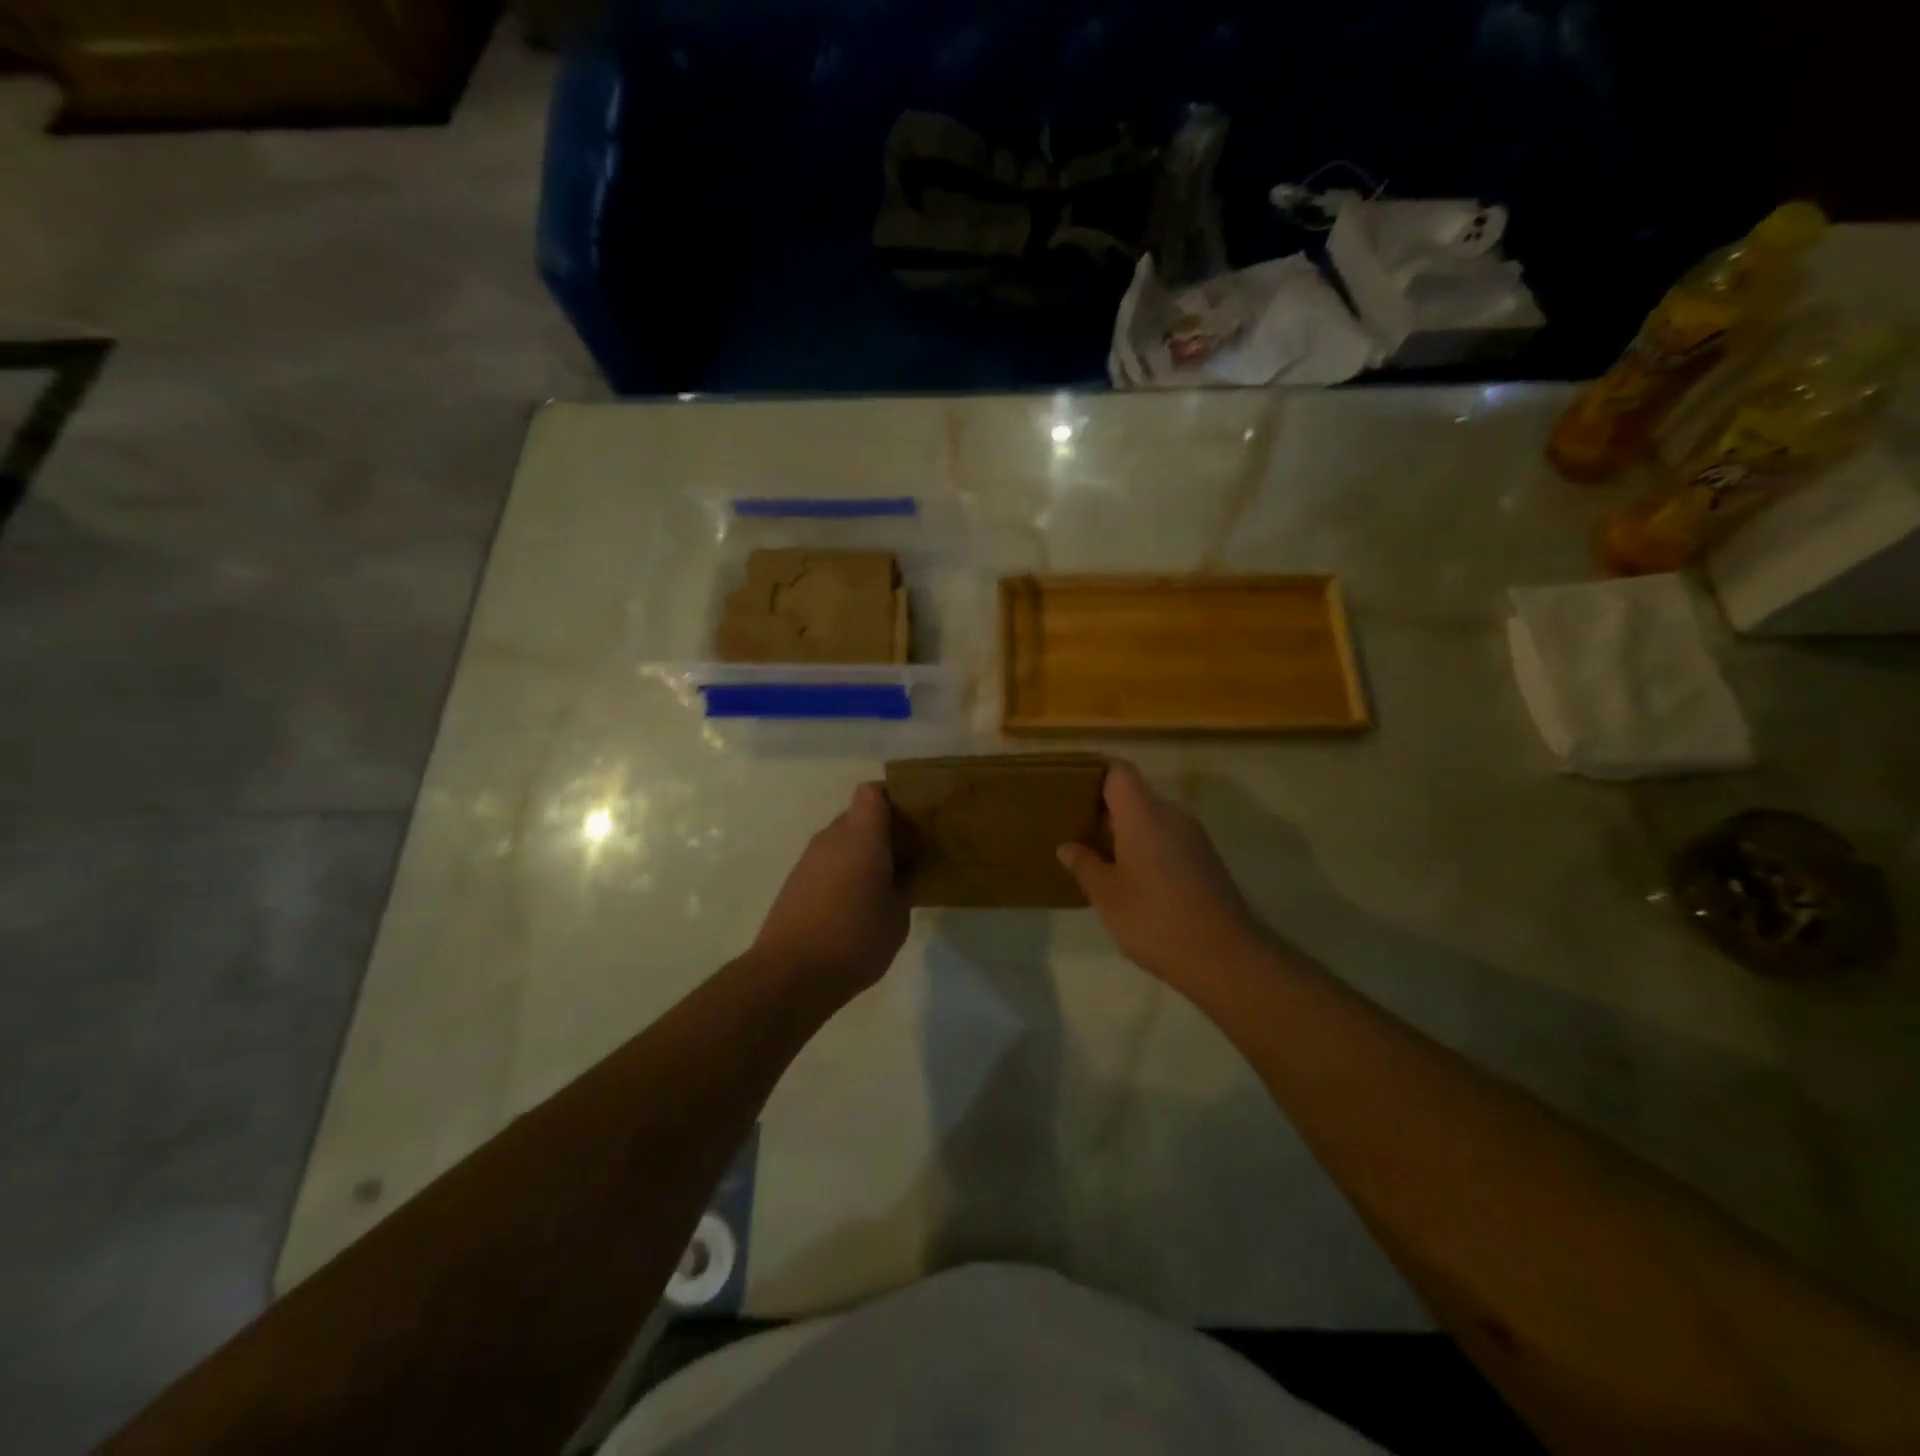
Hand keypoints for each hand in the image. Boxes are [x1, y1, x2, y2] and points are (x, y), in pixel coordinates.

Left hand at [755, 783, 909, 996]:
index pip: (873, 792)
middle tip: (904, 856)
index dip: (892, 798)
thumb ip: (903, 886)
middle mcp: (831, 838)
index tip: (910, 819)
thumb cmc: (855, 938)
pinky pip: (825, 864)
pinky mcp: (794, 883)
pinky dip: (841, 874)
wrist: (790, 973)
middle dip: (880, 830)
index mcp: (862, 836)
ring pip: (840, 841)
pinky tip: (853, 905)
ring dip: (859, 855)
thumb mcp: (898, 916)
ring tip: (881, 885)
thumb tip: (900, 874)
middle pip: (857, 816)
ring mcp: (808, 860)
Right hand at [1058, 760, 1266, 984]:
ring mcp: (1193, 837)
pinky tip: (1129, 879)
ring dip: (1125, 833)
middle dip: (1104, 810)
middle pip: (1134, 795)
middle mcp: (1172, 815)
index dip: (1094, 774)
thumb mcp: (1107, 896)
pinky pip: (1167, 839)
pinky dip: (1145, 848)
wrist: (1225, 957)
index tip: (1070, 790)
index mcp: (1144, 814)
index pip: (1118, 772)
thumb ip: (1085, 865)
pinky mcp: (1204, 859)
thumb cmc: (1155, 919)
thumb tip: (1067, 847)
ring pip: (1151, 819)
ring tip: (1096, 857)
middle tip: (1074, 830)